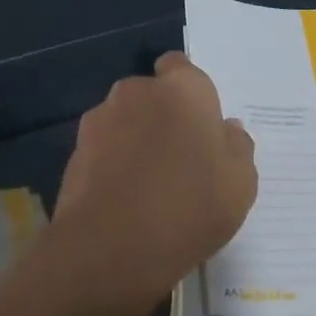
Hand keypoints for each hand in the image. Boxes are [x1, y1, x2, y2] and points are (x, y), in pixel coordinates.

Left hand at [49, 53, 257, 315]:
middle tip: (180, 157)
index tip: (199, 125)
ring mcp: (101, 118)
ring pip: (126, 120)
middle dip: (163, 116)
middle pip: (153, 95)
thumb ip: (238, 147)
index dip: (189, 93)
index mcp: (185, 89)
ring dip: (136, 138)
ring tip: (148, 183)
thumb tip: (226, 129)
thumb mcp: (240, 184)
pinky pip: (104, 147)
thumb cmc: (189, 208)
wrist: (110, 248)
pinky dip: (113, 162)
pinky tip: (124, 198)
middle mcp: (139, 91)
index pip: (182, 67)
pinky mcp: (75, 149)